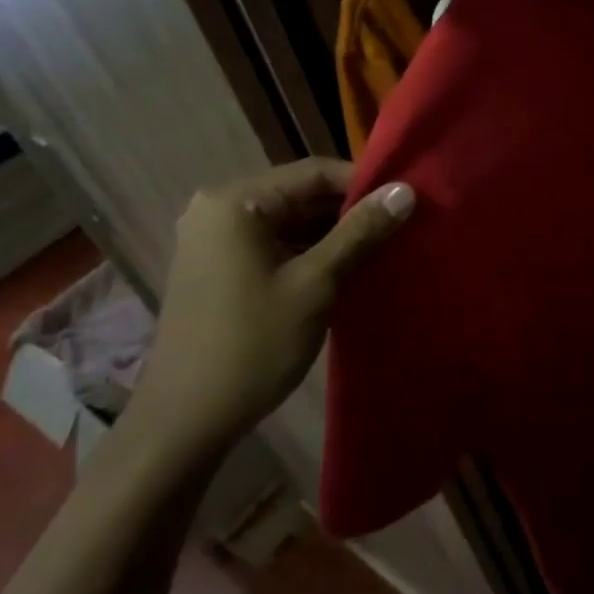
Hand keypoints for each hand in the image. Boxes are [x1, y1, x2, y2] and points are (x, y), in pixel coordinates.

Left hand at [131, 160, 413, 458]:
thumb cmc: (252, 345)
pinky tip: (347, 269)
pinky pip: (275, 243)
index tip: (407, 203)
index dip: (365, 184)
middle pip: (301, 194)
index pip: (314, 172)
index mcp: (235, 202)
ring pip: (290, 221)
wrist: (186, 422)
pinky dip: (309, 252)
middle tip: (401, 227)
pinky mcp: (219, 268)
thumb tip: (406, 190)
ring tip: (383, 247)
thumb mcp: (315, 283)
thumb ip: (361, 232)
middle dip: (351, 211)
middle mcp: (218, 209)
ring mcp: (215, 240)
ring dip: (334, 233)